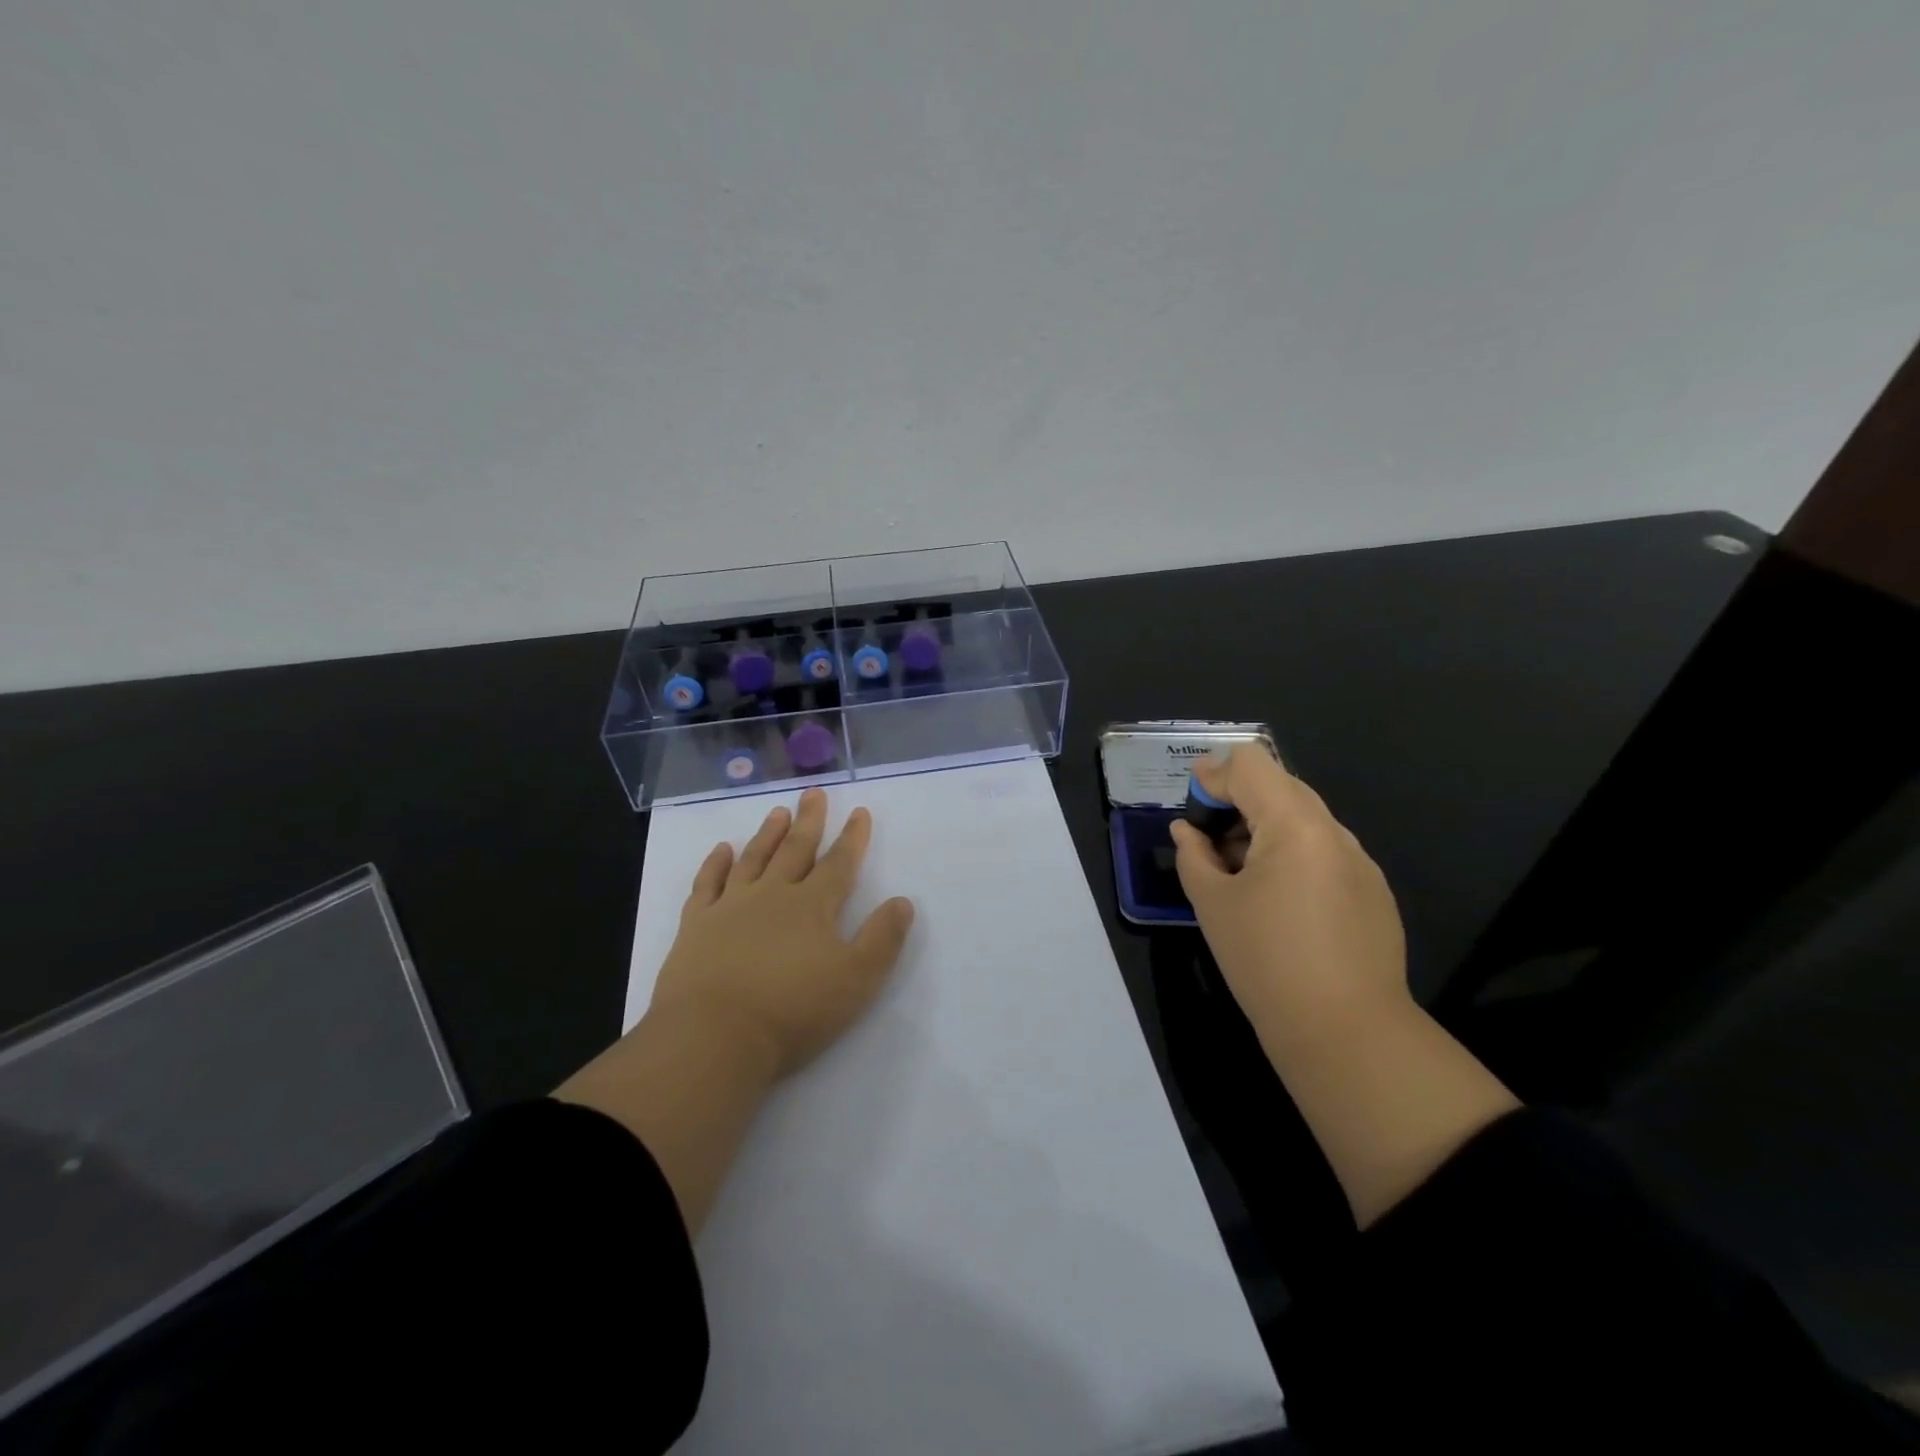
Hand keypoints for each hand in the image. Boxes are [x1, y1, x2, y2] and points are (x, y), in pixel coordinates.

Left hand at [649, 787, 916, 1081]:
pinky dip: (714, 863)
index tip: (859, 811)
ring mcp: (730, 906)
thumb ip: (882, 939)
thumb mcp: (856, 980)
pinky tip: (721, 849)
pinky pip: (707, 883)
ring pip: (753, 859)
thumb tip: (903, 902)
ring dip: (767, 834)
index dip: (852, 838)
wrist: (713, 1036)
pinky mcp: (696, 925)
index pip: (839, 864)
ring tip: (777, 812)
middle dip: (809, 821)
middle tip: (814, 794)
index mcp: (813, 906)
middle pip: (795, 849)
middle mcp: (772, 895)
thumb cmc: (792, 1011)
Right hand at [1169, 746, 1407, 1043]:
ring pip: (1304, 819)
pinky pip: (1324, 851)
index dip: (1214, 774)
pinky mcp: (1373, 892)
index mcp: (1295, 825)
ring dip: (1264, 828)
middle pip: (1280, 786)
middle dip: (1238, 800)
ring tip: (1237, 872)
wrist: (1345, 1033)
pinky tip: (1276, 901)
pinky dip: (1291, 855)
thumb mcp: (1212, 904)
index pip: (1252, 765)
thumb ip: (1193, 856)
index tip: (1191, 803)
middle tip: (1208, 837)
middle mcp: (1334, 832)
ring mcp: (1360, 862)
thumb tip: (1186, 831)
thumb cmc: (1266, 961)